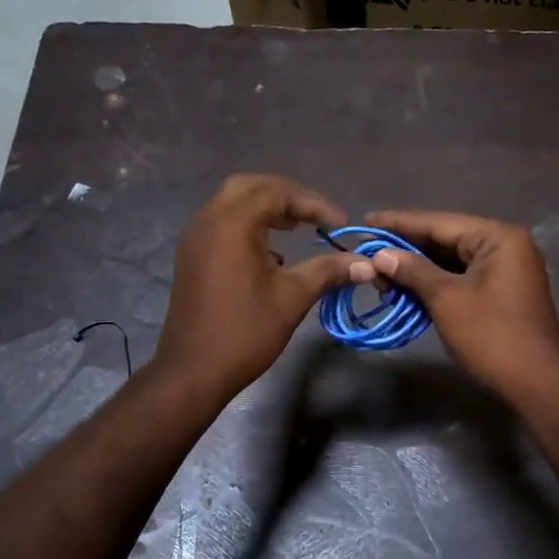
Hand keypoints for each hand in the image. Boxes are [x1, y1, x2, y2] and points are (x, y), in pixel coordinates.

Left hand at [154, 174, 372, 400]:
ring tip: (296, 228)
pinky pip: (222, 224)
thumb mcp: (293, 297)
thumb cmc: (246, 331)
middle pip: (250, 186)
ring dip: (265, 209)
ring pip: (232, 204)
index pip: (278, 193)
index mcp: (232, 224)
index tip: (341, 224)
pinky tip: (271, 253)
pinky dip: (248, 225)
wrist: (193, 371)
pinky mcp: (192, 258)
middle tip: (314, 216)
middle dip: (286, 196)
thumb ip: (328, 271)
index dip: (314, 204)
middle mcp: (209, 222)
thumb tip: (367, 264)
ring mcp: (195, 239)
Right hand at [365, 209, 558, 399]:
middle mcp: (505, 244)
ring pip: (453, 259)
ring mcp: (506, 269)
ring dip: (418, 268)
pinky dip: (435, 282)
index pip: (439, 222)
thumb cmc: (491, 335)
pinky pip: (462, 277)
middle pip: (446, 238)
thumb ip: (413, 270)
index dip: (399, 223)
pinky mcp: (502, 291)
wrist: (537, 383)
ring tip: (381, 273)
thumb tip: (380, 255)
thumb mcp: (446, 299)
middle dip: (406, 248)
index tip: (365, 221)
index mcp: (497, 237)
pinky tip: (407, 288)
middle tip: (367, 252)